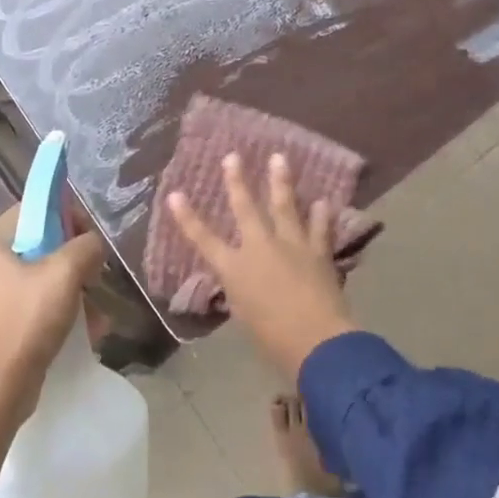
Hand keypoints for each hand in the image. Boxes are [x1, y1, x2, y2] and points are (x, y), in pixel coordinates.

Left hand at [0, 204, 103, 423]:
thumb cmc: (26, 323)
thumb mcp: (65, 274)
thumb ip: (86, 246)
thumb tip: (92, 243)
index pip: (35, 209)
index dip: (67, 217)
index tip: (90, 241)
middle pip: (39, 244)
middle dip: (74, 262)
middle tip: (95, 279)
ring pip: (39, 276)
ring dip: (72, 291)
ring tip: (96, 314)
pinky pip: (32, 302)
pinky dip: (57, 311)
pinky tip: (85, 330)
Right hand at [166, 153, 356, 380]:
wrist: (315, 342)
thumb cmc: (272, 339)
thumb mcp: (244, 315)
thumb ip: (242, 291)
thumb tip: (244, 280)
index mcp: (235, 269)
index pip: (204, 239)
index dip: (187, 217)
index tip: (175, 194)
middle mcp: (260, 248)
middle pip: (245, 208)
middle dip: (237, 181)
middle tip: (233, 156)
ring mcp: (291, 246)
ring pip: (284, 206)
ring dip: (281, 181)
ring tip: (279, 158)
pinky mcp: (317, 252)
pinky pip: (320, 228)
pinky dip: (322, 215)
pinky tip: (323, 201)